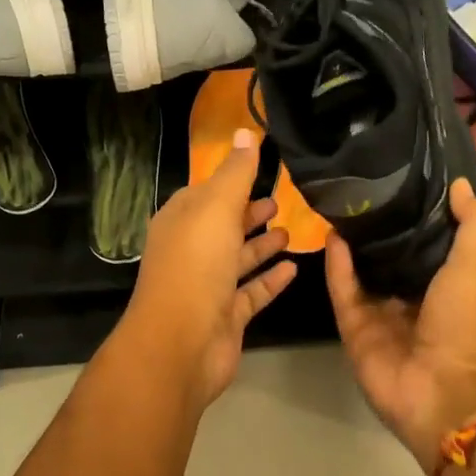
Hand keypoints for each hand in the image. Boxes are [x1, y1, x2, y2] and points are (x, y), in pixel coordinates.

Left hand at [117, 129, 297, 406]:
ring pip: (238, 260)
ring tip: (290, 231)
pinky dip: (271, 280)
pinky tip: (294, 268)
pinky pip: (252, 292)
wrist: (181, 343)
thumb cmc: (195, 266)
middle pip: (223, 226)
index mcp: (180, 221)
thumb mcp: (216, 208)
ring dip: (262, 245)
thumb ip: (235, 172)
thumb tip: (245, 132)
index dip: (231, 181)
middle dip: (248, 213)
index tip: (262, 169)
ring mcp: (208, 287)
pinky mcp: (226, 316)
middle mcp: (191, 252)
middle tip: (280, 202)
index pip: (206, 193)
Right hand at [326, 178, 475, 469]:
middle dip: (377, 229)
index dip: (415, 215)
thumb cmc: (465, 322)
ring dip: (352, 245)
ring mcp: (381, 316)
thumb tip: (458, 183)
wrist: (443, 388)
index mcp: (445, 284)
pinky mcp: (354, 330)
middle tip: (360, 190)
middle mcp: (412, 298)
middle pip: (388, 257)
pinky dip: (337, 267)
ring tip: (339, 208)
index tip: (400, 181)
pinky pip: (343, 292)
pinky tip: (332, 236)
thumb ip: (474, 223)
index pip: (426, 243)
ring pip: (361, 273)